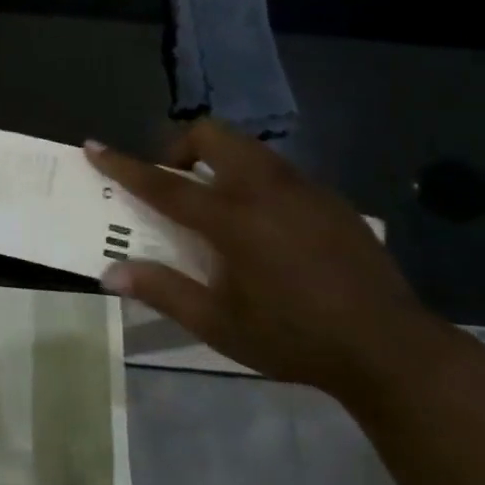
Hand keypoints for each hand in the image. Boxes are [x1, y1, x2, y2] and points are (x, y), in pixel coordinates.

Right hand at [88, 122, 447, 399]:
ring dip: (219, 159)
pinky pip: (277, 169)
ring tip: (219, 204)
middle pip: (211, 135)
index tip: (94, 145)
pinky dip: (254, 178)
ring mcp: (302, 188)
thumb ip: (163, 291)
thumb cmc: (295, 338)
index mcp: (232, 219)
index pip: (163, 183)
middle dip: (181, 146)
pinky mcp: (329, 197)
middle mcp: (264, 189)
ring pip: (247, 146)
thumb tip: (110, 274)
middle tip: (177, 185)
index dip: (123, 164)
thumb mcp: (220, 325)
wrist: (391, 348)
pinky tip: (267, 225)